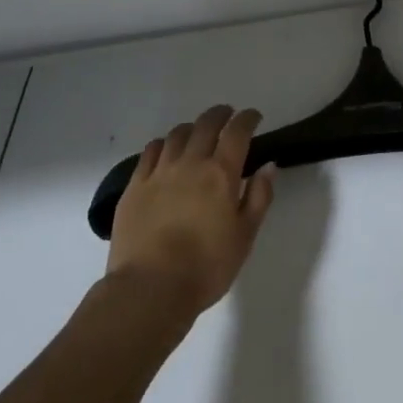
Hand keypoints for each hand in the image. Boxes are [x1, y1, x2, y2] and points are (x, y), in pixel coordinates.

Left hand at [107, 105, 276, 318]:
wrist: (150, 287)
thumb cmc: (206, 267)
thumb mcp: (245, 236)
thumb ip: (259, 197)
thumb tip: (267, 166)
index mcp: (221, 173)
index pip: (237, 132)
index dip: (247, 119)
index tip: (254, 117)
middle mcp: (191, 162)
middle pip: (206, 124)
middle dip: (220, 114)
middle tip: (228, 115)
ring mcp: (159, 171)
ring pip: (177, 134)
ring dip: (192, 127)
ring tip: (198, 132)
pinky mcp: (135, 184)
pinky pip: (151, 151)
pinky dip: (164, 143)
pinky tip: (166, 149)